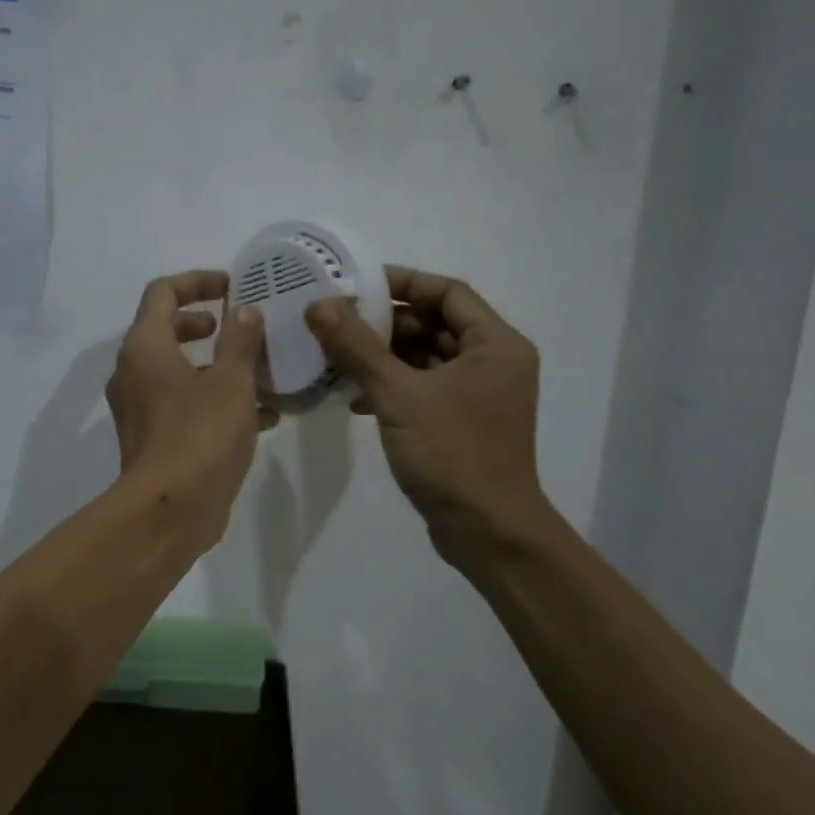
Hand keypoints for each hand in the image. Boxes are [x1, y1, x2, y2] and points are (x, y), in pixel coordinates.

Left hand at [107, 270, 275, 547]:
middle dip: (204, 324)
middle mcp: (133, 372)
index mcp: (145, 347)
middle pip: (165, 329)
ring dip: (216, 365)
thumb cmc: (200, 435)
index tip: (232, 287)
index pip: (163, 292)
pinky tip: (262, 415)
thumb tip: (244, 311)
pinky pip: (183, 403)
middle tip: (237, 327)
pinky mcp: (152, 438)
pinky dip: (214, 399)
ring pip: (178, 371)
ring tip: (259, 371)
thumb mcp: (232, 381)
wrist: (169, 511)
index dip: (197, 281)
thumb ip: (240, 340)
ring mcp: (140, 407)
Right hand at [306, 267, 561, 573]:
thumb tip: (319, 305)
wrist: (487, 532)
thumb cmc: (452, 454)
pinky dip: (393, 386)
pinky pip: (424, 388)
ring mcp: (479, 395)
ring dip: (384, 356)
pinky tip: (354, 398)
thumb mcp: (398, 394)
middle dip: (386, 322)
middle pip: (436, 323)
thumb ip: (358, 347)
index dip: (404, 282)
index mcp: (495, 345)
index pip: (448, 292)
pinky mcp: (462, 422)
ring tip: (337, 356)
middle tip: (338, 321)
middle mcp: (493, 363)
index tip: (358, 284)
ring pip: (426, 358)